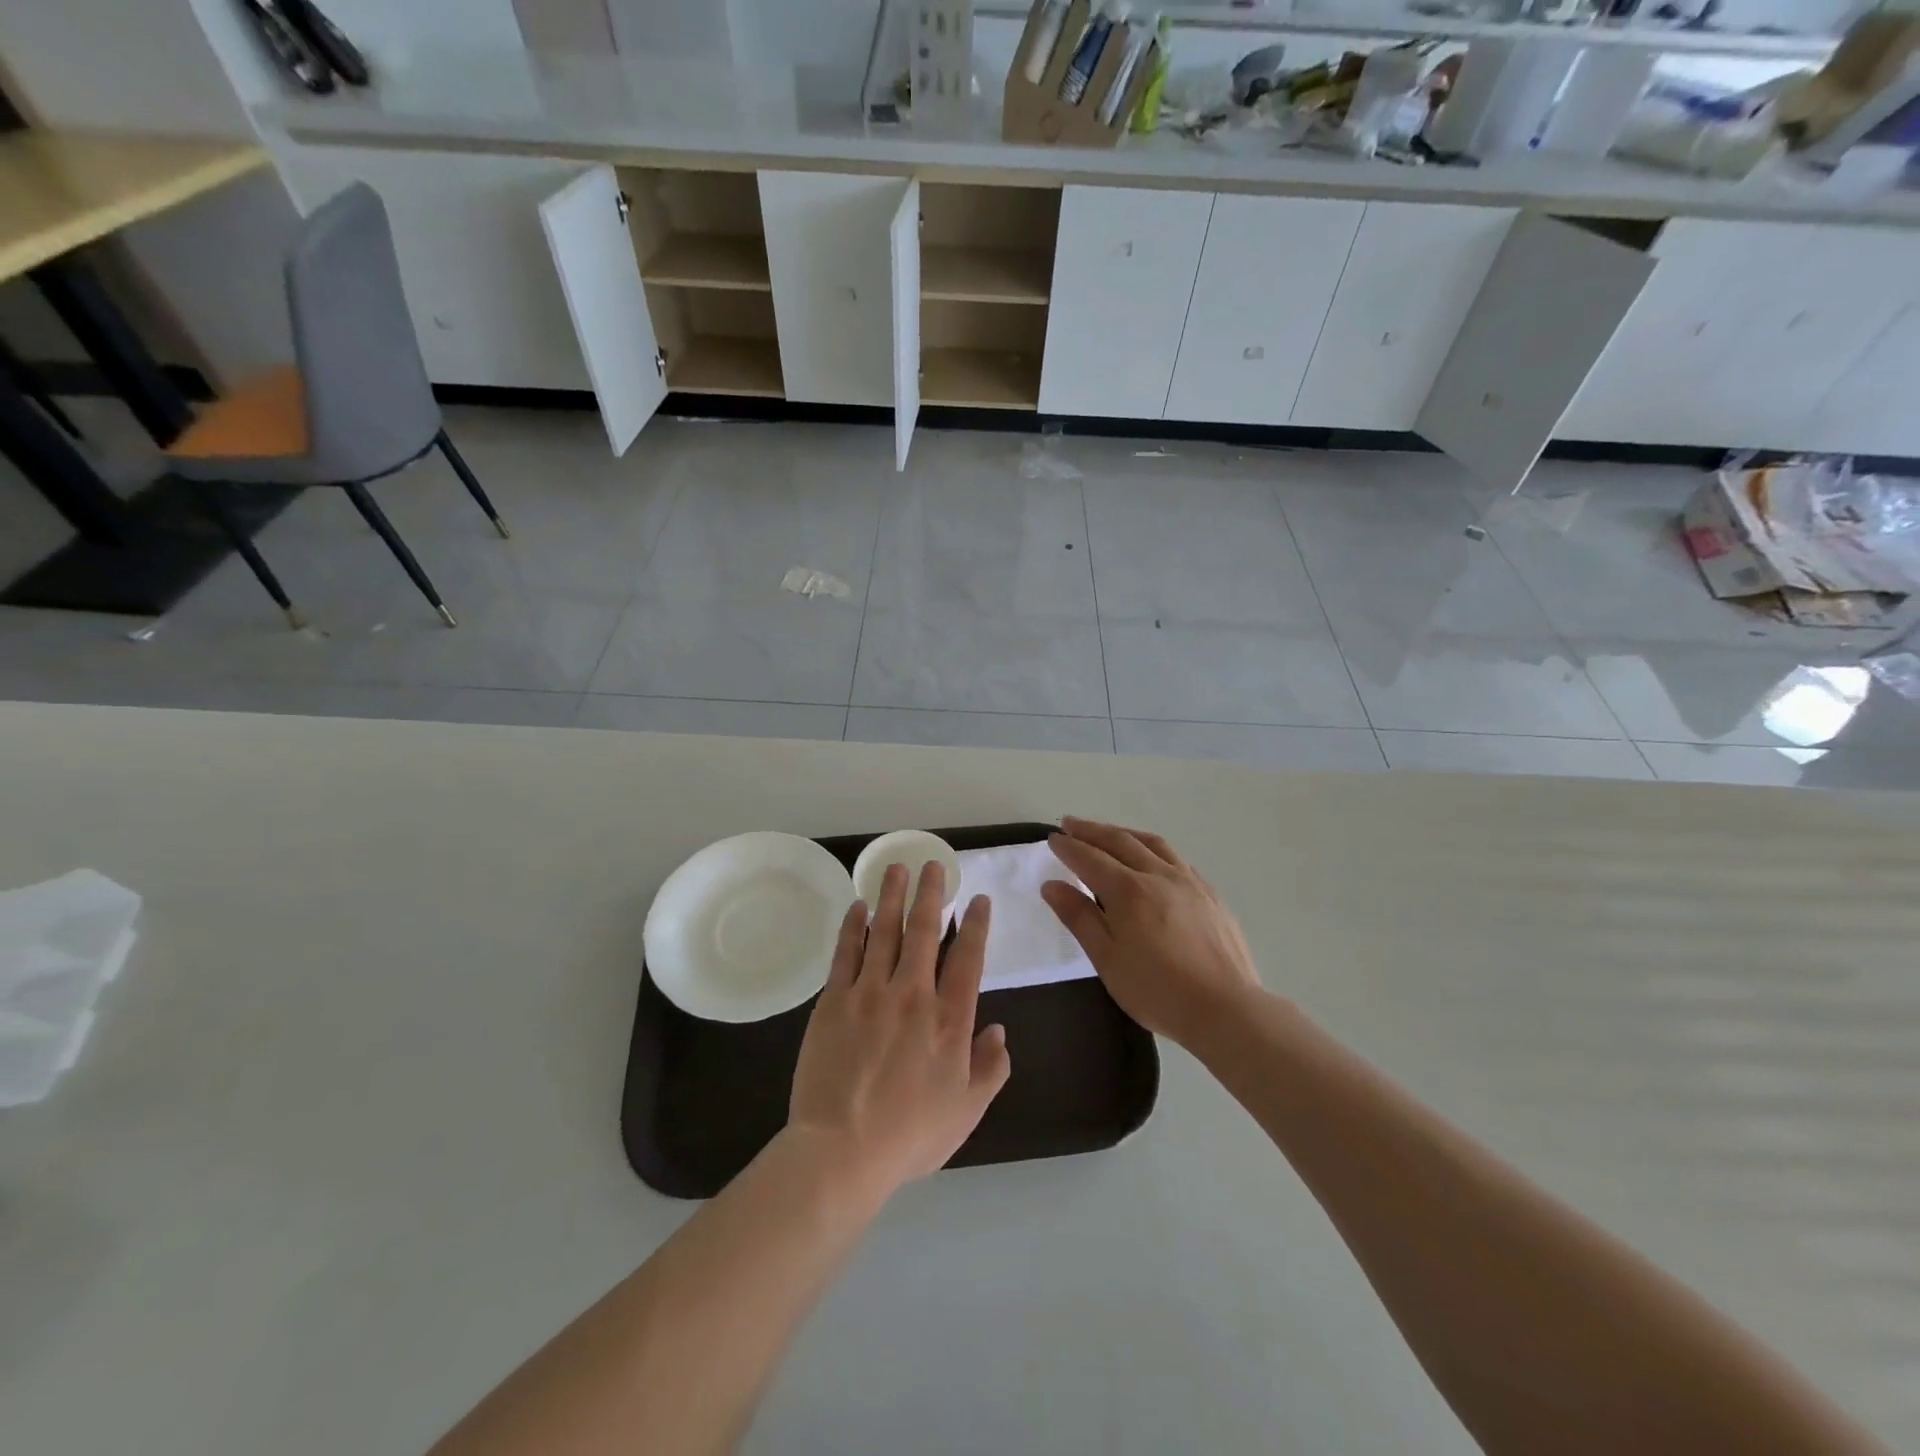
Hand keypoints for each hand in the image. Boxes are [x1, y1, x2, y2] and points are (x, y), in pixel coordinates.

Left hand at [788, 862, 1011, 1201]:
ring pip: (885, 931)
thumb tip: (1000, 1030)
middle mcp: (913, 994)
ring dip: (892, 896)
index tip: (979, 899)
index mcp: (950, 1020)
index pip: (969, 958)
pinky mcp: (834, 1000)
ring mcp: (870, 993)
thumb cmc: (910, 1136)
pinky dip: (854, 926)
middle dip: (931, 893)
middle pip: (925, 931)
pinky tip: (858, 906)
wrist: (841, 1151)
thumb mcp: (967, 1111)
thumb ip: (990, 1068)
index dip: (976, 925)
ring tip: (896, 868)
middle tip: (932, 864)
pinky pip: (846, 952)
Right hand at [1042, 817, 1262, 1047]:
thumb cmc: (1157, 990)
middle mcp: (1157, 875)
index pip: (1090, 858)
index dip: (1069, 847)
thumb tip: (1052, 886)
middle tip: (1070, 824)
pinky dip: (1153, 848)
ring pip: (1151, 843)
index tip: (1052, 839)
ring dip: (1124, 833)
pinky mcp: (1210, 894)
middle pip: (1119, 841)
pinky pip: (1176, 858)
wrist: (1226, 1009)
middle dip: (1091, 830)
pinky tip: (1151, 858)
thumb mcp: (1107, 959)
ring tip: (1108, 832)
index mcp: (1128, 891)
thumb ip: (1079, 918)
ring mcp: (1188, 881)